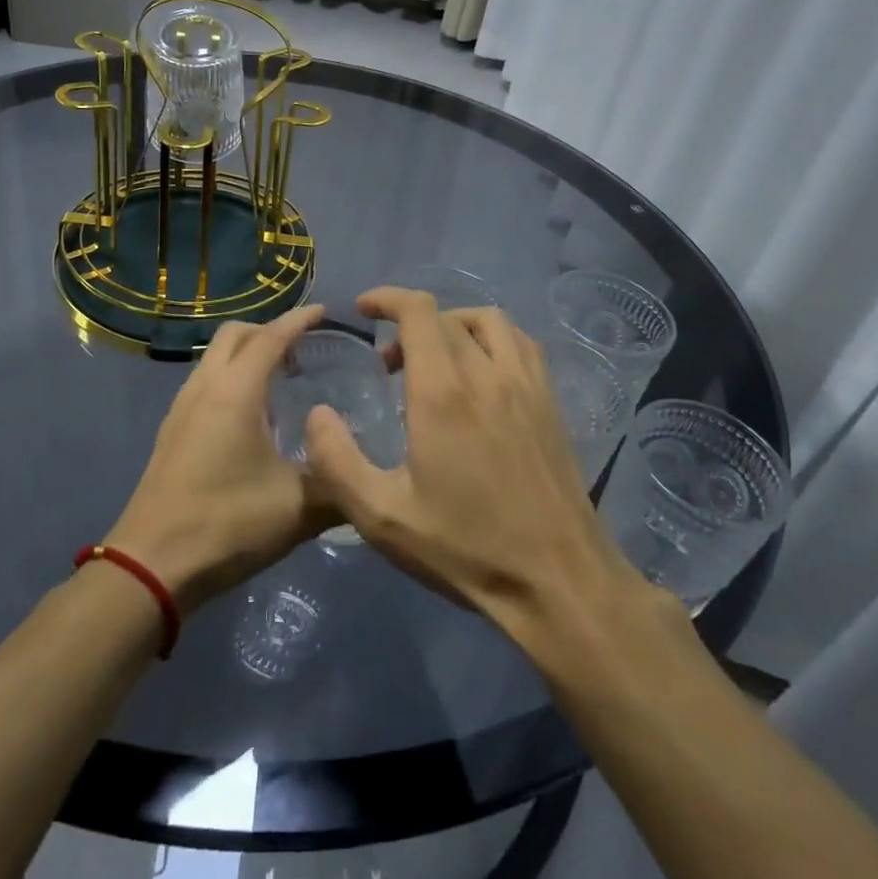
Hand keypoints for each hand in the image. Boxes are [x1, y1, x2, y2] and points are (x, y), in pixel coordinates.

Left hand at [106, 305, 334, 613]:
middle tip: (303, 348)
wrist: (151, 565)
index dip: (299, 320)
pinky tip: (250, 416)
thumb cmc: (227, 524)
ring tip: (280, 379)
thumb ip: (338, 484)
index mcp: (235, 392)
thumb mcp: (298, 508)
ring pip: (214, 358)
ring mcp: (181, 409)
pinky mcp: (171, 432)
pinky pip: (205, 383)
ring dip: (246, 354)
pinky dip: (230, 377)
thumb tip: (365, 473)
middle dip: (269, 330)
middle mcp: (204, 388)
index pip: (271, 338)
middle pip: (235, 335)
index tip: (325, 312)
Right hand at [302, 288, 641, 634]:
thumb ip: (337, 461)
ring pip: (489, 321)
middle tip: (388, 366)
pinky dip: (492, 339)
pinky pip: (521, 343)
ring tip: (434, 360)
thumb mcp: (382, 516)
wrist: (559, 580)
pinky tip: (481, 375)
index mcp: (443, 392)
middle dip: (409, 324)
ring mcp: (526, 384)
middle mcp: (487, 373)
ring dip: (453, 325)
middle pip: (447, 316)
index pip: (418, 311)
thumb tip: (318, 414)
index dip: (387, 298)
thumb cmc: (466, 547)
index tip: (362, 308)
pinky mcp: (550, 403)